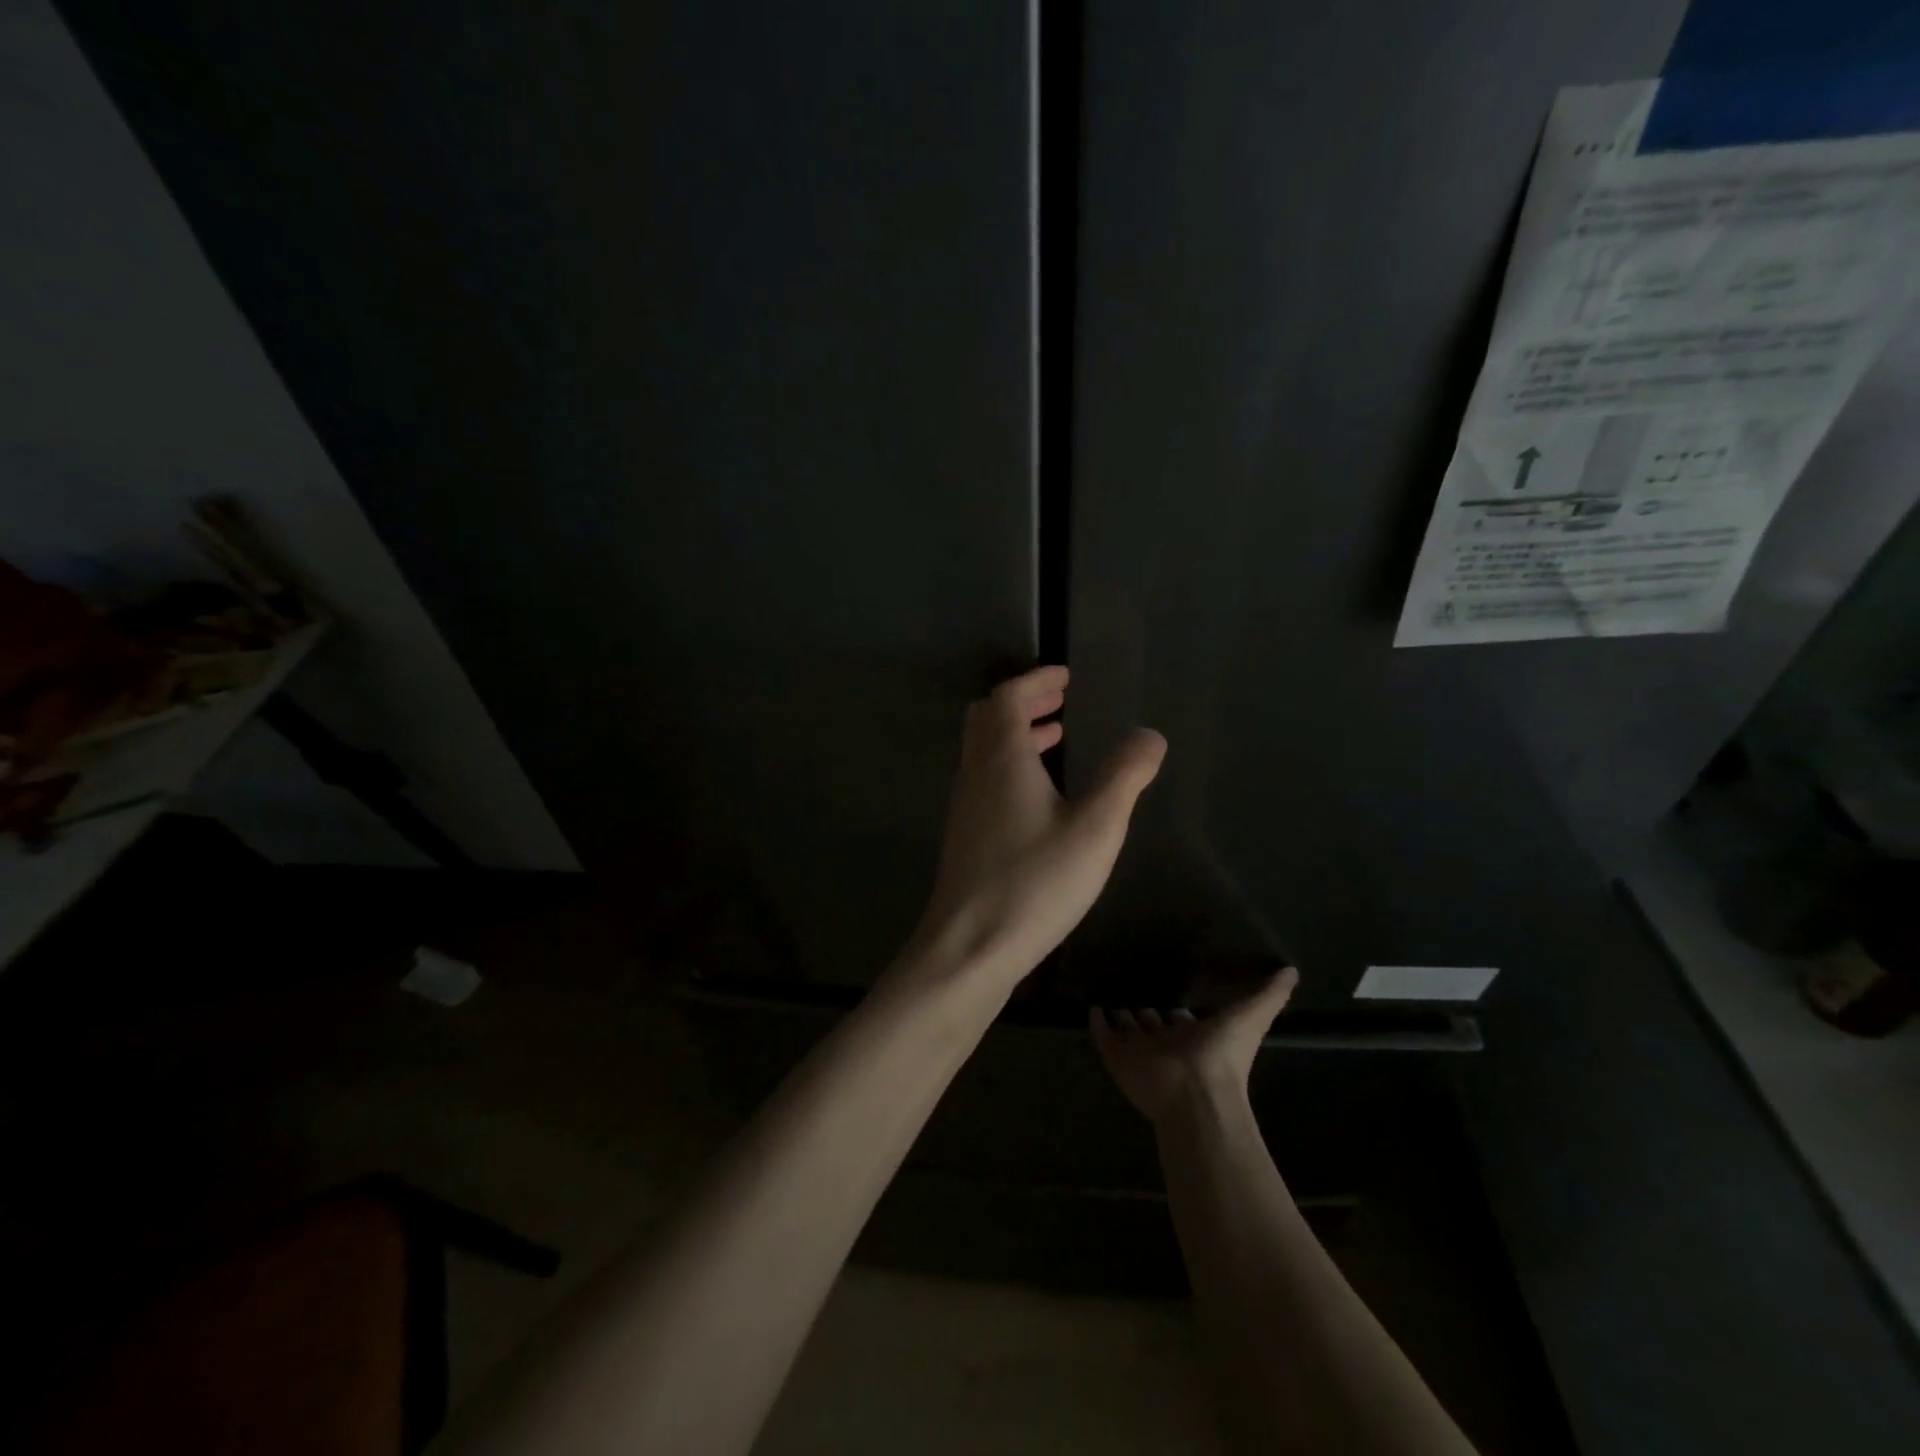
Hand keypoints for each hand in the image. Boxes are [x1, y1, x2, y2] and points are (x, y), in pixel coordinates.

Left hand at [904, 666, 1164, 987]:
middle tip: (1059, 700)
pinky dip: (1009, 765)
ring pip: (983, 750)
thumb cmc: (1036, 882)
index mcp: (1002, 758)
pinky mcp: (964, 835)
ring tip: (1055, 737)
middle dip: (1023, 701)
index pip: (1008, 697)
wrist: (970, 947)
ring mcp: (964, 805)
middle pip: (988, 717)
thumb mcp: (1095, 827)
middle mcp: (975, 773)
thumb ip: (1125, 777)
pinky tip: (1038, 796)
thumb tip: (1149, 735)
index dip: (1036, 680)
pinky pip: (984, 779)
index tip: (1065, 676)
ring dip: (1015, 734)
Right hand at [1091, 968, 1299, 1125]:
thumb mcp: (1253, 1017)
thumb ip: (1270, 995)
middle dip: (1145, 1010)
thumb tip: (1292, 970)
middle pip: (1152, 1024)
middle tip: (1131, 989)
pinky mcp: (1116, 1056)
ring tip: (1108, 995)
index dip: (1177, 1008)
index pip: (1182, 1019)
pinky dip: (1096, 1022)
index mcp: (1195, 1037)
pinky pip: (1103, 1035)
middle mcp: (1166, 1044)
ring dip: (1120, 1015)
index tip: (1167, 986)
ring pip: (1128, 1030)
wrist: (1195, 1094)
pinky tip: (1091, 1007)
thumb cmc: (1225, 1056)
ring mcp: (1139, 1052)